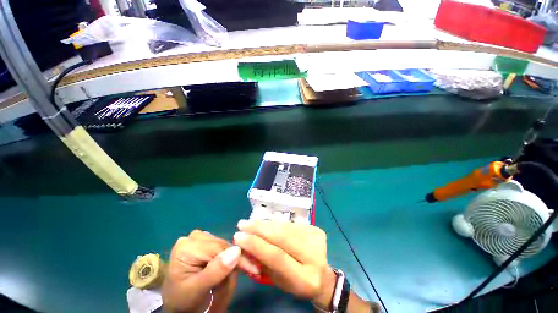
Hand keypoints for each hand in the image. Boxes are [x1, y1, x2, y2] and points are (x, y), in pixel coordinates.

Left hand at [162, 230, 259, 312]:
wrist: (176, 302)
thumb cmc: (183, 299)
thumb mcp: (197, 289)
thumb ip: (215, 271)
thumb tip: (236, 251)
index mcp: (187, 247)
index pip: (219, 248)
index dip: (237, 258)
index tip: (253, 268)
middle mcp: (192, 238)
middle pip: (222, 245)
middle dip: (233, 260)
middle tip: (244, 274)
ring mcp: (197, 238)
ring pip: (223, 245)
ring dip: (231, 259)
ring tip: (235, 272)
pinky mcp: (202, 241)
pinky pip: (220, 246)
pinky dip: (226, 257)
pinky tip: (227, 265)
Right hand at [233, 220, 336, 310]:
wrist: (323, 277)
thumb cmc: (297, 284)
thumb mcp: (278, 281)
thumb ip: (263, 264)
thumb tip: (246, 244)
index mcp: (305, 278)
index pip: (277, 257)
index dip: (256, 245)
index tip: (238, 236)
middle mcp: (314, 256)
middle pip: (282, 236)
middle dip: (259, 228)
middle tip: (242, 224)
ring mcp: (317, 239)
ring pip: (285, 227)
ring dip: (266, 224)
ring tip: (251, 222)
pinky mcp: (316, 230)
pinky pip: (291, 224)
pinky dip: (276, 224)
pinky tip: (266, 223)